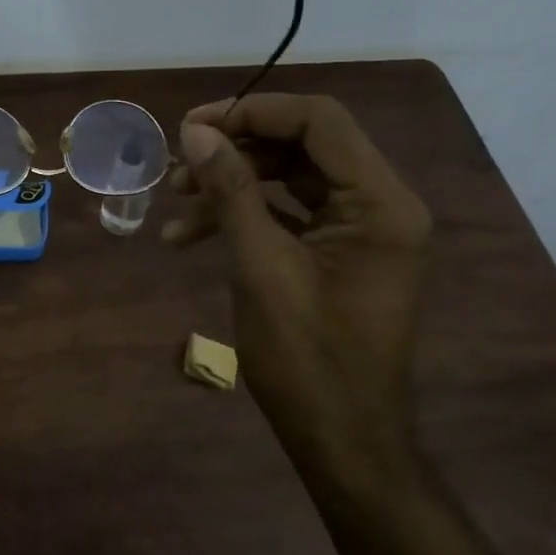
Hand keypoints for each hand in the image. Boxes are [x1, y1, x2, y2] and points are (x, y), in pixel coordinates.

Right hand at [164, 94, 432, 476]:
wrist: (342, 442)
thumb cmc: (306, 360)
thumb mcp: (260, 268)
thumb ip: (231, 192)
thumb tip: (196, 133)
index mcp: (381, 204)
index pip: (319, 122)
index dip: (252, 112)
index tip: (192, 127)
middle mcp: (381, 205)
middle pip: (303, 145)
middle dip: (235, 150)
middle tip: (177, 164)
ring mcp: (362, 229)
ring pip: (290, 177)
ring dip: (231, 185)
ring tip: (174, 205)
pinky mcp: (340, 252)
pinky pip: (290, 212)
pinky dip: (243, 216)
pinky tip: (191, 235)